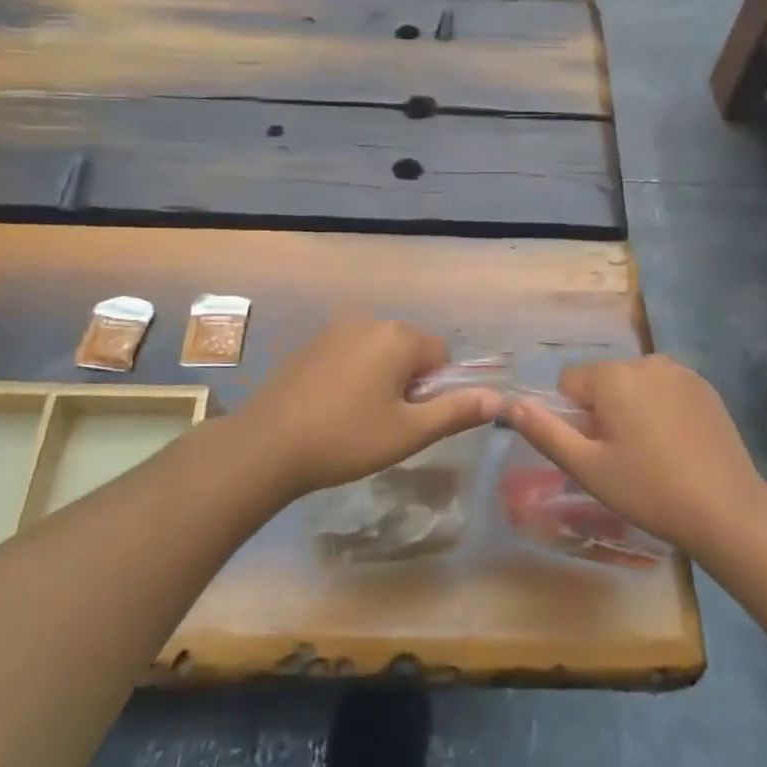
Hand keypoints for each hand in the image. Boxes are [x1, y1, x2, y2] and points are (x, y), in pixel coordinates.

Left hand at [234, 316, 502, 497]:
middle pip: (410, 348)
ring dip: (382, 377)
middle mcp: (369, 321)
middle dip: (409, 381)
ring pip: (380, 350)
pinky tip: (334, 406)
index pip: (441, 355)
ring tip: (358, 417)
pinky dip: (354, 373)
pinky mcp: (311, 342)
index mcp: (397, 337)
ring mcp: (335, 328)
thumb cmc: (346, 439)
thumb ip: (456, 411)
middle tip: (386, 422)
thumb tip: (499, 399)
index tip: (411, 419)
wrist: (267, 445)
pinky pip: (351, 351)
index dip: (435, 389)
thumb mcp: (408, 432)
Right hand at [506, 355, 764, 552]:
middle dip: (604, 410)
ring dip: (632, 407)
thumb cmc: (649, 490)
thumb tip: (511, 404)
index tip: (597, 450)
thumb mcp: (587, 467)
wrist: (727, 509)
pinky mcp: (705, 386)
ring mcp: (680, 371)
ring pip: (634, 383)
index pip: (569, 382)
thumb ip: (545, 432)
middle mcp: (645, 361)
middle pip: (603, 380)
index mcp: (613, 376)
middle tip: (623, 456)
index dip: (575, 417)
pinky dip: (661, 407)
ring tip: (652, 451)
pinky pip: (664, 388)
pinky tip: (677, 444)